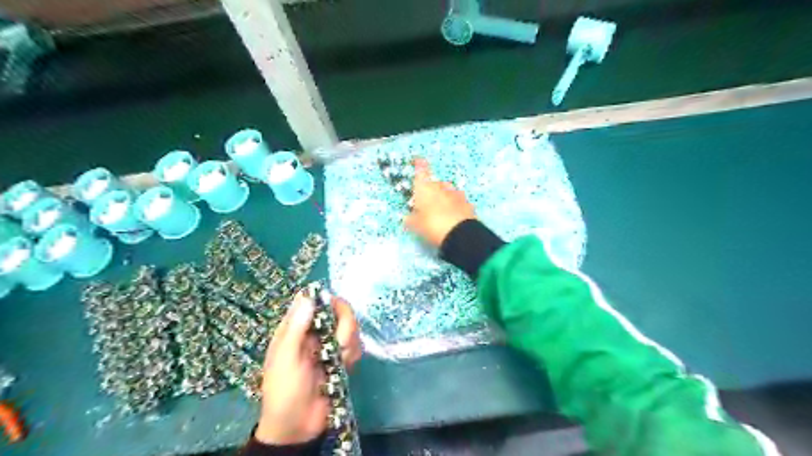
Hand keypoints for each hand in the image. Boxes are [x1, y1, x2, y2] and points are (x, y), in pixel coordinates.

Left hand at [255, 293, 358, 444]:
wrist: (297, 427)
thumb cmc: (284, 391)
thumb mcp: (286, 358)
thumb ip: (297, 327)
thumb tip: (308, 295)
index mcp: (295, 328)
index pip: (313, 300)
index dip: (326, 300)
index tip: (335, 310)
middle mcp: (315, 332)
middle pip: (338, 311)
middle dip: (345, 325)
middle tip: (341, 342)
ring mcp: (330, 345)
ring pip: (350, 327)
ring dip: (350, 342)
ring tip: (340, 360)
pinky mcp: (342, 358)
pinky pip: (356, 345)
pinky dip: (354, 354)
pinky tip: (346, 366)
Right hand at [404, 157, 476, 249]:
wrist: (461, 235)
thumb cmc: (432, 226)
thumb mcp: (416, 226)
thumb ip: (411, 220)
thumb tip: (407, 217)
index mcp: (425, 188)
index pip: (421, 170)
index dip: (419, 164)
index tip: (417, 160)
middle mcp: (441, 187)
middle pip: (435, 183)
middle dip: (431, 190)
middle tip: (426, 203)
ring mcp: (456, 194)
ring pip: (448, 191)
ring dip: (444, 197)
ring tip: (440, 211)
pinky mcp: (468, 204)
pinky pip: (458, 201)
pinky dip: (455, 205)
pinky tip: (453, 215)